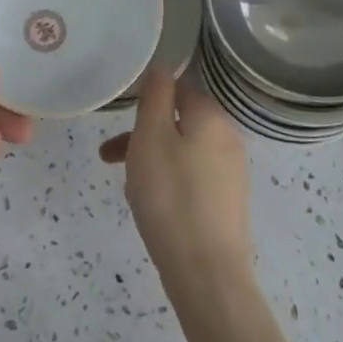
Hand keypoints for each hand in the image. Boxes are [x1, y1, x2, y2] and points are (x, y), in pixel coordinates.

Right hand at [100, 66, 251, 302]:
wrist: (207, 273)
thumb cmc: (171, 197)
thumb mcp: (151, 137)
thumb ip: (156, 96)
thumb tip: (161, 68)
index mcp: (211, 115)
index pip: (178, 87)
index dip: (147, 99)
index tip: (119, 119)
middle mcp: (228, 136)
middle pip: (179, 121)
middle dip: (142, 134)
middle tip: (110, 157)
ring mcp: (232, 171)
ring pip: (183, 151)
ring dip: (152, 160)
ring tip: (126, 186)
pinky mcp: (229, 202)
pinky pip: (193, 178)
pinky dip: (170, 182)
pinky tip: (152, 207)